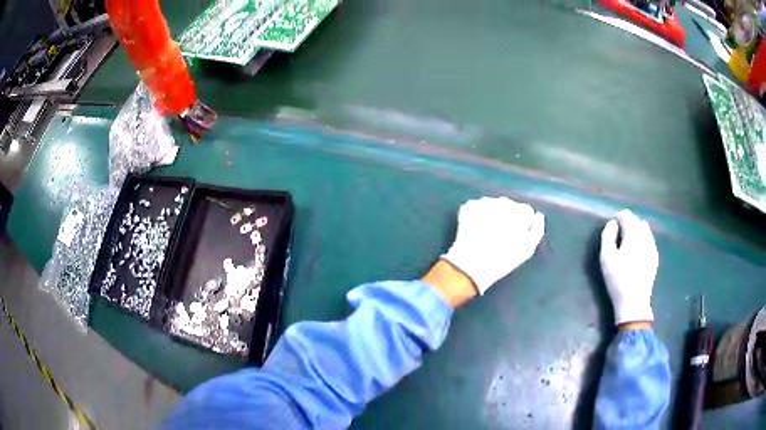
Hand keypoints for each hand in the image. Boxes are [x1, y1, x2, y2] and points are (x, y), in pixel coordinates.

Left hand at [440, 196, 544, 294]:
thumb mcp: (528, 249)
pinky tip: (476, 230)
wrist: (472, 265)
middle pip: (509, 206)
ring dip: (492, 215)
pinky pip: (477, 207)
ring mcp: (484, 202)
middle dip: (507, 217)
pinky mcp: (468, 206)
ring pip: (493, 205)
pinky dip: (477, 216)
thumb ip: (537, 229)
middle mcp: (503, 201)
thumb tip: (538, 215)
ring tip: (487, 234)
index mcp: (520, 211)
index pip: (526, 211)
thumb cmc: (503, 260)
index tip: (517, 235)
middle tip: (501, 236)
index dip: (523, 223)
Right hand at [600, 209, 658, 324]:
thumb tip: (612, 223)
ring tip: (627, 243)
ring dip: (635, 231)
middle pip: (636, 220)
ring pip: (644, 229)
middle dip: (627, 223)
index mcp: (633, 233)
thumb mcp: (606, 257)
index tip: (611, 228)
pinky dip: (642, 240)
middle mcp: (645, 236)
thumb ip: (607, 236)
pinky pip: (649, 240)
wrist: (634, 302)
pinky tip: (636, 251)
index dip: (617, 218)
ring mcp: (652, 246)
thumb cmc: (617, 279)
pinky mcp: (655, 257)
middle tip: (617, 236)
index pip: (626, 215)